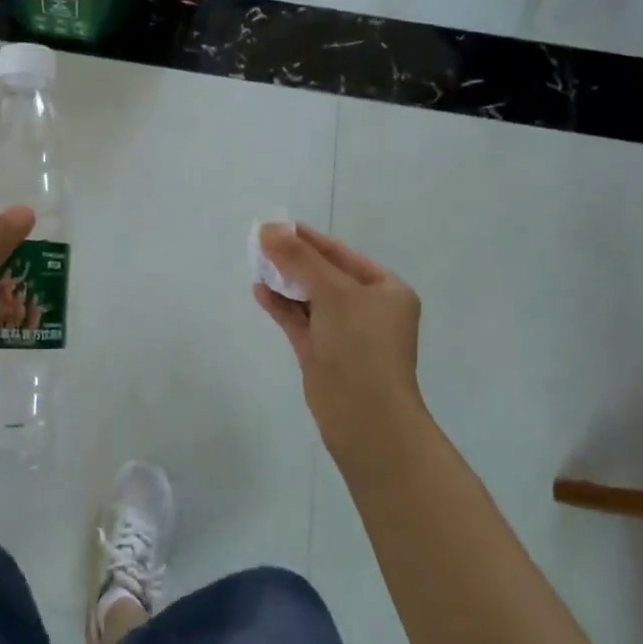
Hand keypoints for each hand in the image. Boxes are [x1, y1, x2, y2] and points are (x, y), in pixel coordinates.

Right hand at [255, 224, 426, 465]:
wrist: (365, 417)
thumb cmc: (361, 345)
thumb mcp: (333, 292)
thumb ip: (299, 258)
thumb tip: (269, 228)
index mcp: (386, 290)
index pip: (343, 255)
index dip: (310, 239)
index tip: (278, 226)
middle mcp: (368, 309)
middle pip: (324, 275)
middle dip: (293, 260)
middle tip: (260, 243)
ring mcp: (345, 333)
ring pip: (310, 298)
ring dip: (285, 282)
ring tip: (256, 264)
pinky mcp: (323, 354)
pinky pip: (299, 321)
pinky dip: (281, 306)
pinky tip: (260, 292)